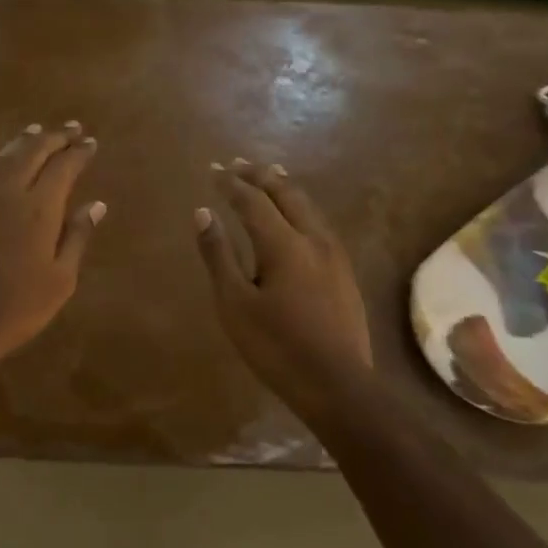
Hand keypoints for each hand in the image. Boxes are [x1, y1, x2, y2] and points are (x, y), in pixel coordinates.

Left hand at [0, 121, 104, 387]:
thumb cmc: (16, 309)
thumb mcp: (59, 279)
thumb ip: (77, 236)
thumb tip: (96, 204)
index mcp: (38, 208)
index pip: (63, 167)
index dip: (78, 152)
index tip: (90, 142)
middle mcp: (7, 192)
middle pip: (32, 152)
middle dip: (53, 137)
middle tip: (70, 127)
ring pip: (2, 157)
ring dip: (23, 141)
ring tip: (36, 130)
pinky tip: (0, 161)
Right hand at [195, 158, 371, 421]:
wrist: (337, 385)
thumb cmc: (276, 347)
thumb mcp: (235, 304)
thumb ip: (218, 255)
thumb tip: (203, 213)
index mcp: (283, 244)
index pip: (253, 200)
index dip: (231, 183)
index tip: (213, 169)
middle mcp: (313, 239)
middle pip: (286, 194)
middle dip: (260, 175)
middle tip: (239, 163)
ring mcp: (334, 254)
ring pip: (308, 206)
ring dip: (284, 187)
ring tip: (269, 174)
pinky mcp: (344, 271)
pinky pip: (319, 222)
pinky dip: (301, 207)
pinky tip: (297, 215)